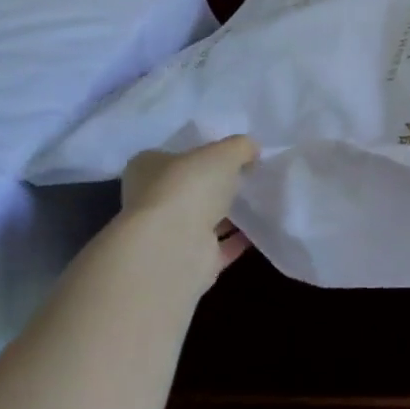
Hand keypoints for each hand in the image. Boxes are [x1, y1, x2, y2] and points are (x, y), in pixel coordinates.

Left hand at [119, 136, 257, 285]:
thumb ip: (240, 147)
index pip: (172, 156)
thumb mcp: (223, 152)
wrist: (174, 247)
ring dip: (228, 213)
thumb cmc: (189, 187)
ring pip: (203, 219)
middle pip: (188, 189)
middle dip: (215, 186)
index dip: (200, 153)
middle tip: (248, 176)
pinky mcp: (188, 260)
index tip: (229, 154)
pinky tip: (262, 229)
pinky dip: (237, 239)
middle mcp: (151, 200)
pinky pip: (218, 246)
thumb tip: (251, 149)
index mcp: (147, 168)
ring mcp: (168, 233)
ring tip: (260, 201)